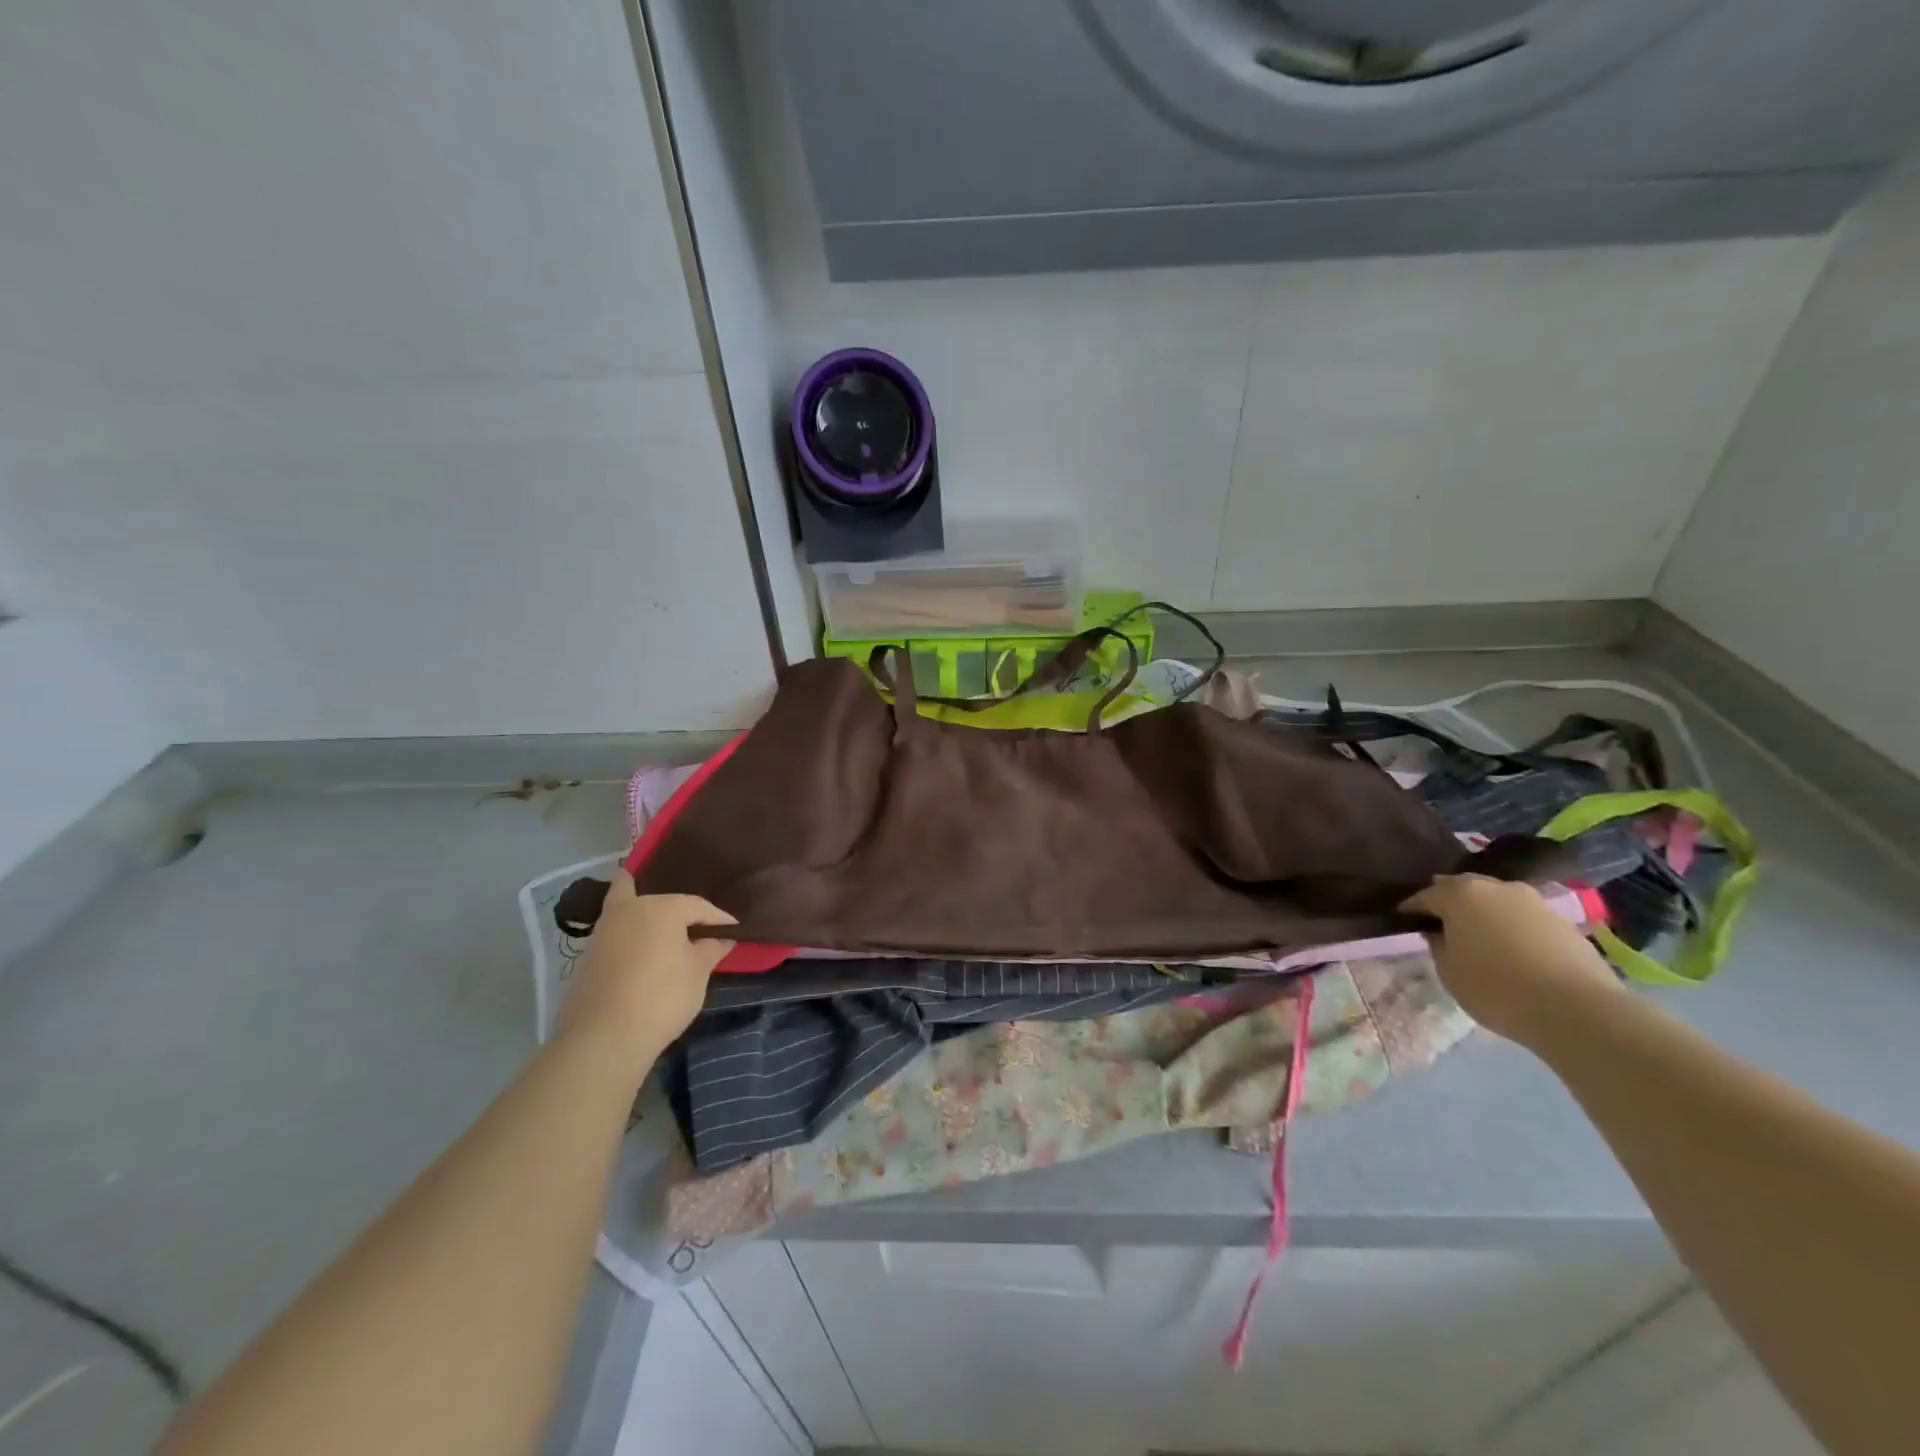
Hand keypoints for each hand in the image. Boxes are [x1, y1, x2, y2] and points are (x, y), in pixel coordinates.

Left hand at [557, 873, 735, 1061]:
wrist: (604, 1037)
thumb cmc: (662, 996)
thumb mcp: (698, 972)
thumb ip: (712, 949)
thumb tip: (722, 938)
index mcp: (662, 907)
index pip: (698, 906)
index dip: (719, 919)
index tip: (735, 931)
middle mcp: (630, 909)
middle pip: (659, 898)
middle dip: (679, 908)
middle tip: (698, 923)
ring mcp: (603, 931)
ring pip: (627, 907)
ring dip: (646, 913)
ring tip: (666, 929)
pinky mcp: (587, 955)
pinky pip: (616, 933)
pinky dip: (629, 933)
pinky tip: (642, 948)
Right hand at [1403, 874, 1624, 1047]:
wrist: (1579, 1011)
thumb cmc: (1497, 989)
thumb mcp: (1449, 972)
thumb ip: (1438, 945)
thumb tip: (1439, 933)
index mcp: (1460, 894)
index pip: (1425, 896)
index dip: (1411, 909)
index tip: (1403, 920)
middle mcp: (1496, 887)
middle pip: (1463, 888)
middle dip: (1449, 902)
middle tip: (1440, 923)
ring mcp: (1534, 901)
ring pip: (1497, 901)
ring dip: (1484, 914)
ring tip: (1479, 937)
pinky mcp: (1563, 921)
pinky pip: (1524, 918)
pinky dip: (1512, 928)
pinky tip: (1512, 950)